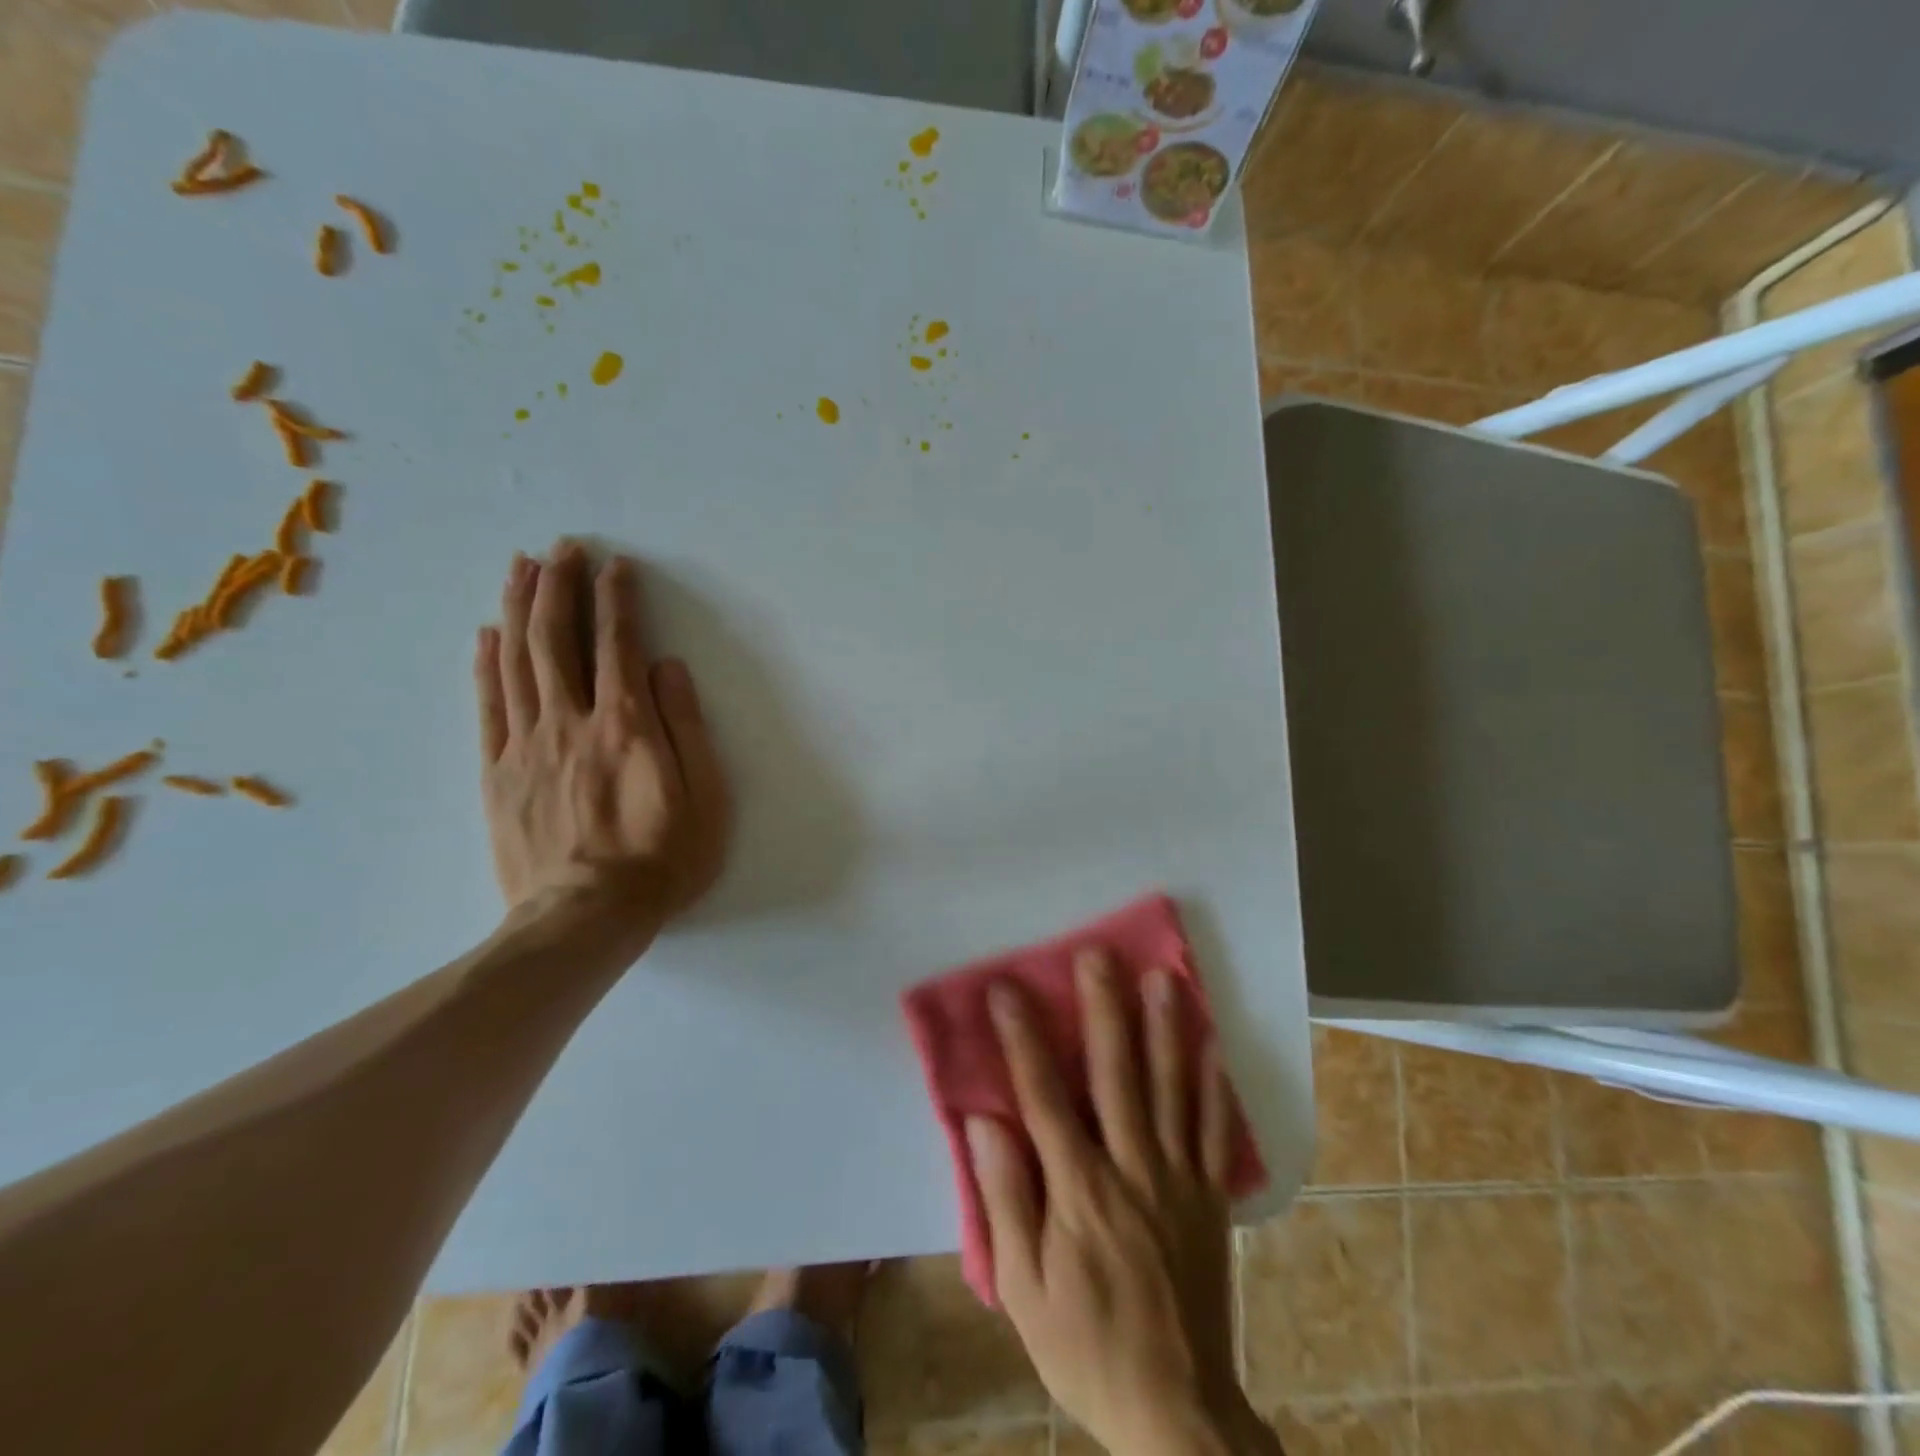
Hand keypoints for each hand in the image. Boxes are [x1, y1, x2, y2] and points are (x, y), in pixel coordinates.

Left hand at [474, 542, 729, 930]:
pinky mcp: (497, 773)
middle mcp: (571, 722)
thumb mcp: (705, 798)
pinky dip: (486, 664)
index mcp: (626, 726)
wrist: (585, 919)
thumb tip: (668, 668)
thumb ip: (686, 728)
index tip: (616, 565)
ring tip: (521, 567)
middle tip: (560, 547)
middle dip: (559, 586)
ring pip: (517, 662)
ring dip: (518, 608)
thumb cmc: (662, 860)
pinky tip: (486, 634)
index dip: (616, 599)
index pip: (618, 644)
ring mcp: (526, 746)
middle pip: (557, 639)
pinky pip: (488, 706)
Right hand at [968, 955, 1276, 1455]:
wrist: (1177, 1411)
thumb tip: (983, 1123)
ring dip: (1166, 1029)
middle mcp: (1131, 1168)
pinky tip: (1213, 1043)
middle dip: (1105, 1009)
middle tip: (1099, 955)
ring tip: (1165, 977)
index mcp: (1079, 1189)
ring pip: (1171, 1089)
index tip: (1007, 989)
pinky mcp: (1208, 1195)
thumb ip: (1006, 1199)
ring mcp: (1177, 1178)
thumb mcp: (1024, 1288)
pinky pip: (1213, 1129)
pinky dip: (1214, 1083)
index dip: (1023, 1038)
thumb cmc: (1085, 1344)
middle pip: (1116, 1074)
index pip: (1044, 1096)